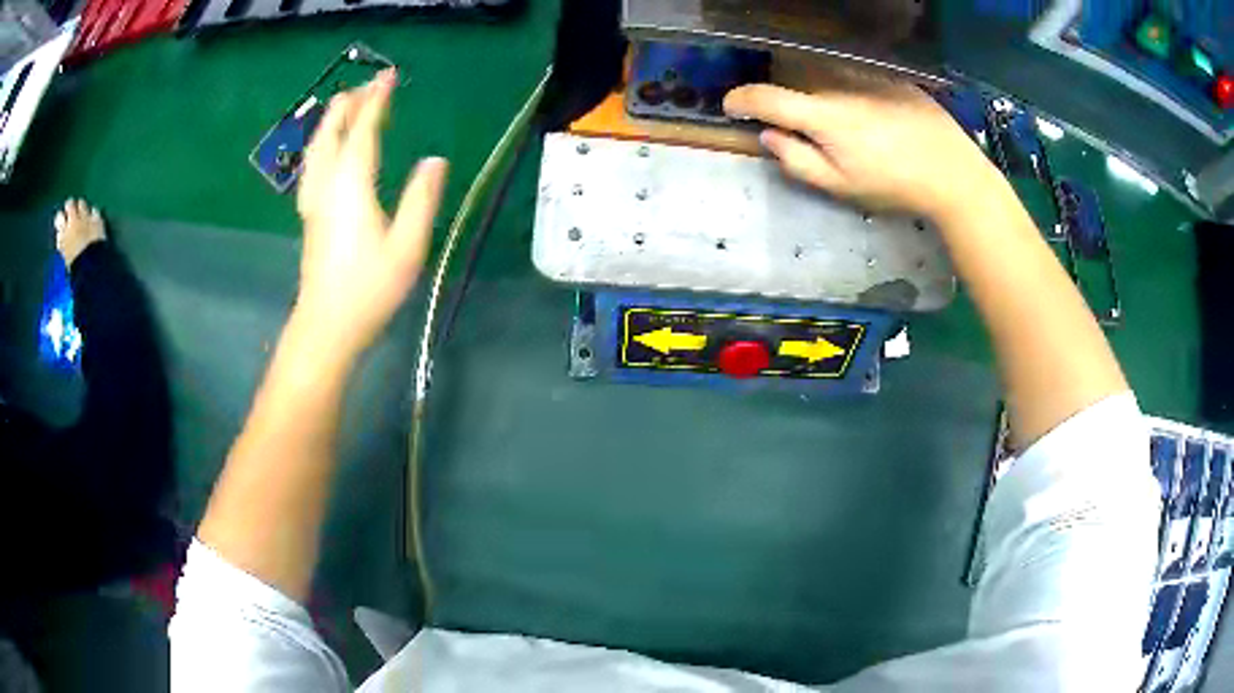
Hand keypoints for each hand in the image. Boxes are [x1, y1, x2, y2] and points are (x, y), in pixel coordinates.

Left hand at [295, 69, 448, 359]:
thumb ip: (421, 198)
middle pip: (332, 133)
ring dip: (331, 122)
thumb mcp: (407, 246)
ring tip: (344, 107)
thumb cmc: (369, 288)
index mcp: (352, 184)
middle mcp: (327, 184)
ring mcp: (313, 200)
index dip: (376, 101)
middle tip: (368, 86)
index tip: (388, 76)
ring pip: (316, 148)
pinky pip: (313, 165)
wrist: (327, 325)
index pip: (363, 130)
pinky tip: (326, 151)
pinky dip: (322, 144)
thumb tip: (435, 160)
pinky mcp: (309, 215)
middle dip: (349, 105)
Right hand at [724, 80, 998, 220]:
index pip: (766, 97)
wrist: (954, 173)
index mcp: (823, 115)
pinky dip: (850, 92)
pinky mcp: (891, 77)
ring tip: (843, 127)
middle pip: (797, 84)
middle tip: (796, 129)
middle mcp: (840, 84)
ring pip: (827, 79)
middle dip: (786, 103)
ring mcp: (868, 76)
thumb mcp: (841, 186)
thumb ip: (798, 161)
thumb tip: (768, 137)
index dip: (741, 101)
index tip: (731, 108)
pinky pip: (857, 78)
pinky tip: (873, 118)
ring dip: (819, 95)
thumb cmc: (895, 185)